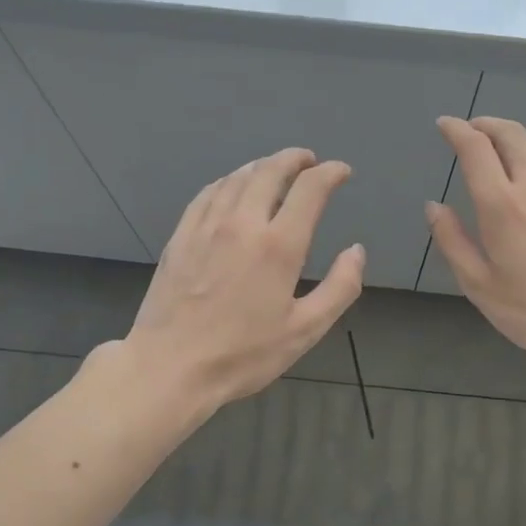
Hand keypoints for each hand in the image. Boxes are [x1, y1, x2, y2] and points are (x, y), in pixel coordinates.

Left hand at [125, 149, 364, 411]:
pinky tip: (231, 188)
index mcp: (279, 245)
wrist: (169, 366)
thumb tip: (356, 251)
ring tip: (275, 169)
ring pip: (237, 178)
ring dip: (261, 166)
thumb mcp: (305, 330)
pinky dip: (228, 181)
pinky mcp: (181, 236)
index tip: (341, 172)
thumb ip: (340, 287)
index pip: (310, 189)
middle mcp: (243, 223)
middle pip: (270, 171)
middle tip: (308, 160)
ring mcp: (206, 226)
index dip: (330, 173)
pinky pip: (208, 194)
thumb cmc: (243, 354)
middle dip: (294, 159)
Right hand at [426, 116, 525, 381]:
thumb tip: (434, 207)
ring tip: (498, 145)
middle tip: (470, 129)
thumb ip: (452, 241)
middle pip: (510, 134)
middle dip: (485, 124)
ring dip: (512, 135)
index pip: (475, 147)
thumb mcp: (480, 285)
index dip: (456, 130)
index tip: (444, 125)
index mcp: (502, 204)